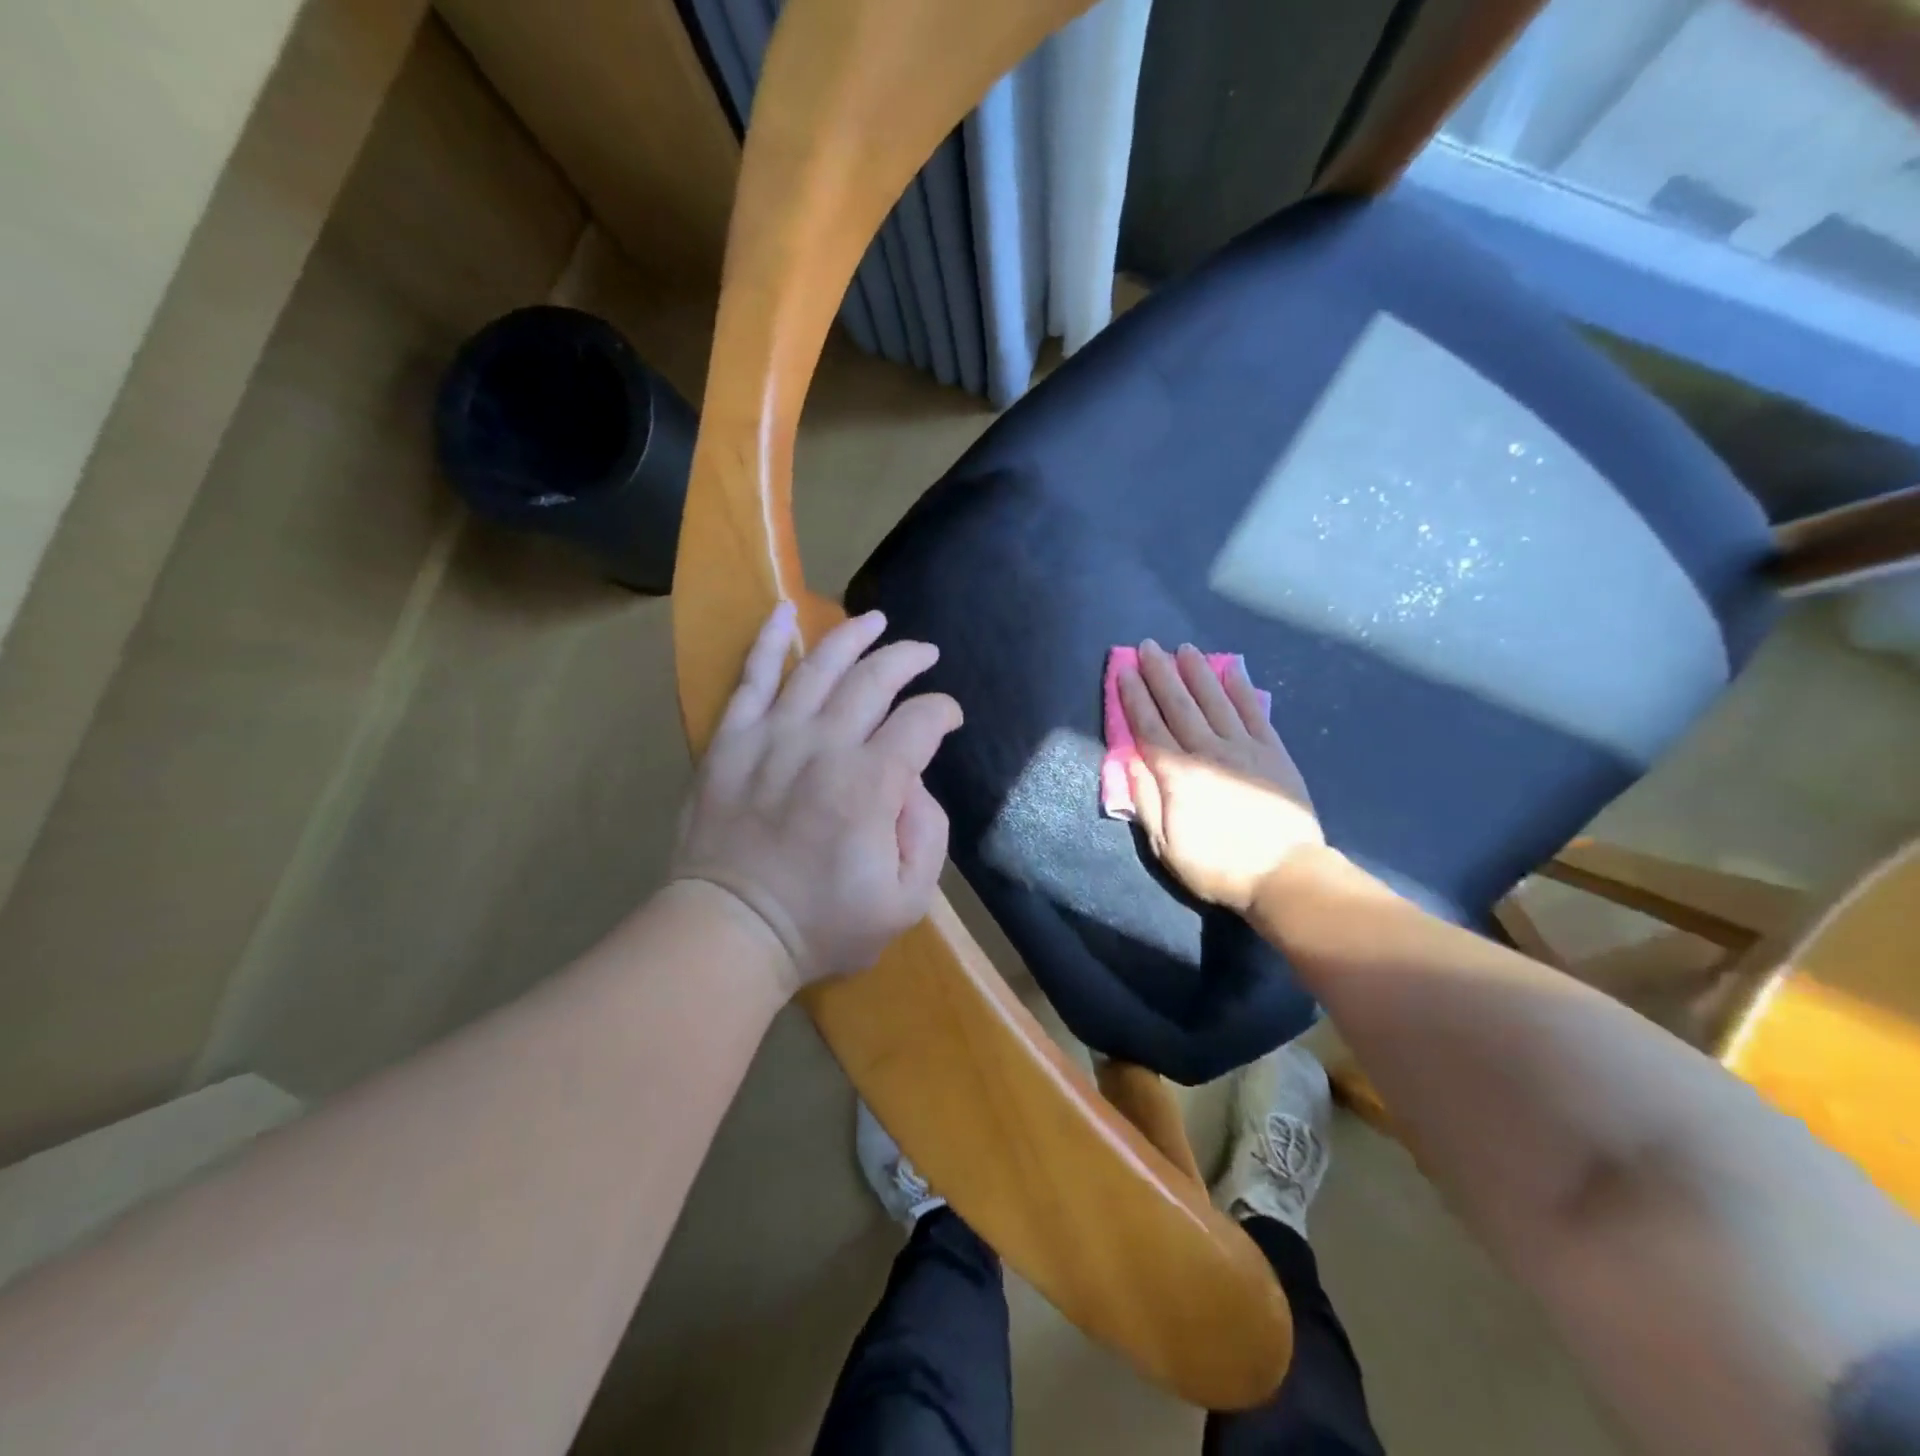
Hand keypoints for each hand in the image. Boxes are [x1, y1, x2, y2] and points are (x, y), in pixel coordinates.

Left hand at [670, 603, 962, 993]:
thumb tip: (915, 783)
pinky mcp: (731, 740)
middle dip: (908, 659)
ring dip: (853, 636)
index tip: (949, 720)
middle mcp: (824, 745)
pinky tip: (783, 610)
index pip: (920, 722)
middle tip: (924, 654)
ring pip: (819, 666)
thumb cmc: (822, 924)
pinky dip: (768, 640)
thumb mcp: (906, 902)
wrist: (729, 930)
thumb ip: (928, 836)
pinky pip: (751, 677)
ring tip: (875, 619)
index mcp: (870, 784)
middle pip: (875, 679)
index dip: (943, 712)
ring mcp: (772, 736)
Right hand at [1117, 640, 1322, 913]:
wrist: (1286, 874)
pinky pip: (1254, 711)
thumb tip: (1128, 759)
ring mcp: (1244, 748)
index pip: (1149, 726)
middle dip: (1160, 673)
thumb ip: (1146, 800)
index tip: (1123, 669)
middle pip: (1179, 704)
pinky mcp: (1273, 752)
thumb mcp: (1167, 846)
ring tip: (1184, 648)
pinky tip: (1232, 668)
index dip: (1134, 696)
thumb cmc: (1218, 866)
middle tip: (1148, 646)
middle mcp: (1208, 751)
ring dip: (1197, 671)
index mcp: (1178, 775)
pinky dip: (1241, 687)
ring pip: (1214, 700)